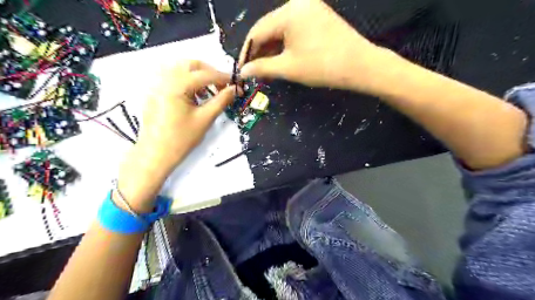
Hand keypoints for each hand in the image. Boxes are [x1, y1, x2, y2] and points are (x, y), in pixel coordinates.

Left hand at [116, 60, 234, 210]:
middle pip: (191, 64)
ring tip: (209, 92)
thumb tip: (234, 90)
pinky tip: (194, 97)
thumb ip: (221, 101)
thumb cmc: (181, 139)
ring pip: (181, 69)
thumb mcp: (205, 119)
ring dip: (198, 76)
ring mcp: (157, 85)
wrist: (155, 154)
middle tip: (222, 86)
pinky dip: (187, 81)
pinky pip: (173, 78)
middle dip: (209, 72)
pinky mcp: (155, 92)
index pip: (205, 74)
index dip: (223, 77)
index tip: (236, 84)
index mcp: (176, 85)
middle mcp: (164, 79)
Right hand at [238, 0, 384, 91]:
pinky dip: (285, 45)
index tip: (241, 70)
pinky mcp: (317, 16)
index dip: (247, 53)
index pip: (257, 32)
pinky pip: (293, 30)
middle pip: (268, 28)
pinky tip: (281, 59)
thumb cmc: (322, 67)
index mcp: (288, 12)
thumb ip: (262, 68)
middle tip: (254, 72)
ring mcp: (309, 8)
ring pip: (280, 30)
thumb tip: (243, 72)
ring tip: (267, 70)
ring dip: (272, 50)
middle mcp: (297, 3)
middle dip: (260, 52)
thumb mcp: (288, 68)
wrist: (360, 66)